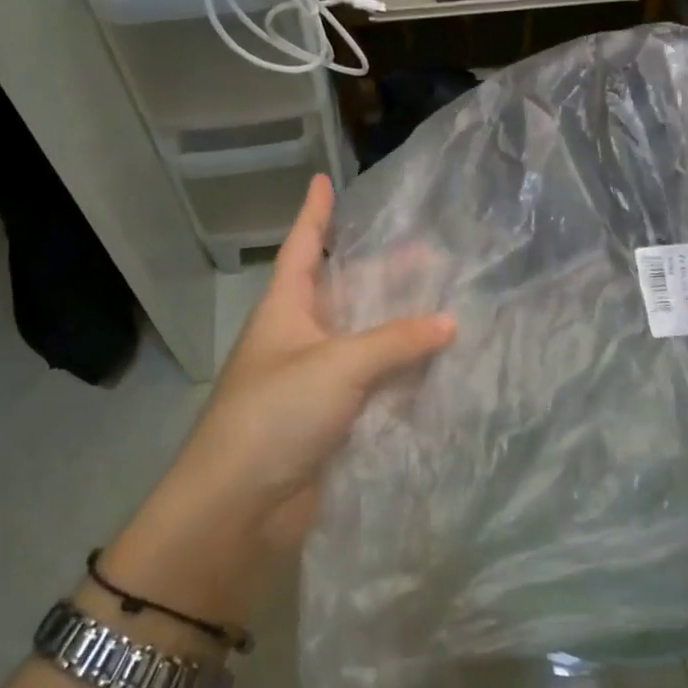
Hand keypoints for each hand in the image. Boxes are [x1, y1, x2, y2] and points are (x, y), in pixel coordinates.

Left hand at [138, 176, 455, 573]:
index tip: (324, 179)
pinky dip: (403, 372)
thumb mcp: (338, 365)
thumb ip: (396, 341)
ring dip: (400, 324)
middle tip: (431, 251)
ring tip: (448, 301)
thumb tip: (449, 322)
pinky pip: (375, 384)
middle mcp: (300, 337)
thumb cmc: (276, 414)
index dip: (315, 213)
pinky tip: (438, 363)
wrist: (238, 509)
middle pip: (346, 291)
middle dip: (383, 270)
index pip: (302, 247)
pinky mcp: (333, 420)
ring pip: (366, 339)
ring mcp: (317, 381)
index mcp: (286, 309)